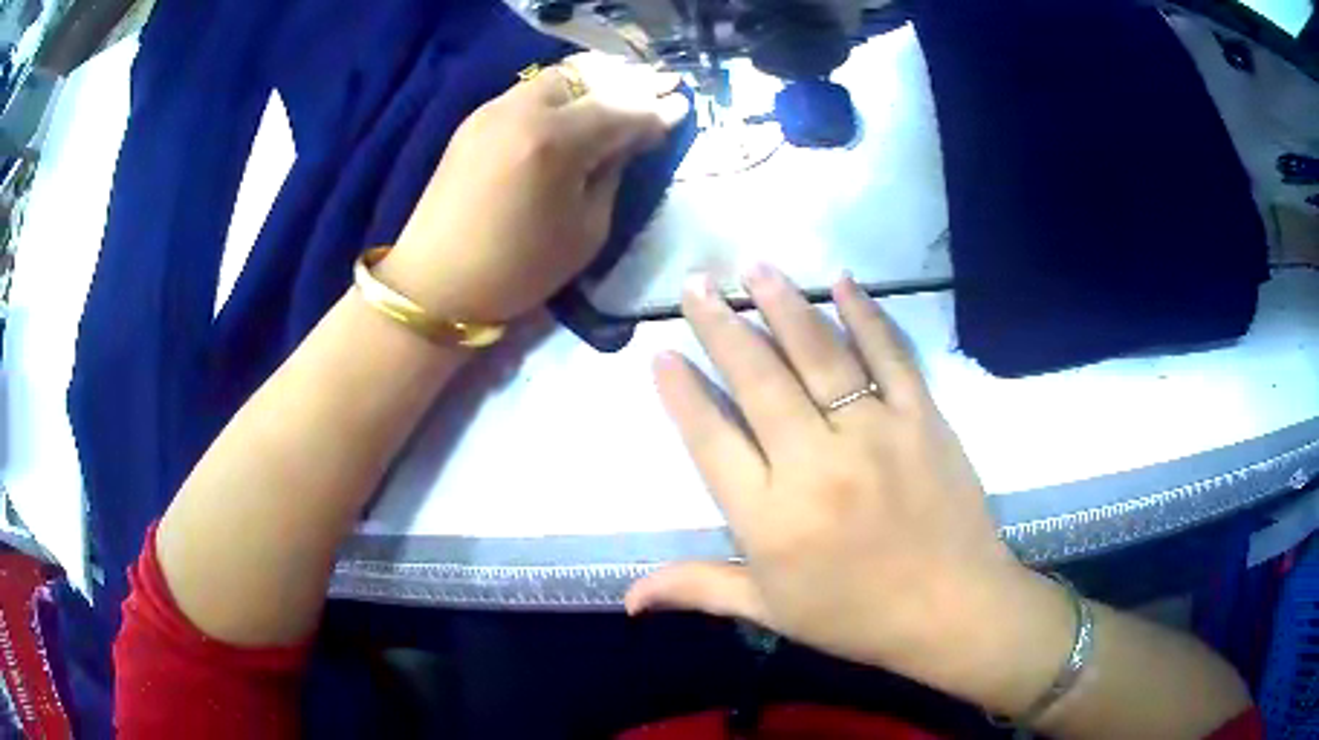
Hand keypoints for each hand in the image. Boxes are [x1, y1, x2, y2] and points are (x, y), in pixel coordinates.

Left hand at [380, 54, 689, 322]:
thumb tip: (636, 138)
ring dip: (594, 82)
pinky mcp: (475, 119)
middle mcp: (523, 110)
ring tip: (620, 95)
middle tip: (658, 90)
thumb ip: (613, 172)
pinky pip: (530, 91)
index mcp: (555, 141)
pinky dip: (562, 92)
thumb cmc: (518, 269)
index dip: (656, 110)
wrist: (436, 283)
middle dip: (628, 83)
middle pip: (589, 78)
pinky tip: (577, 106)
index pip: (621, 110)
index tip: (682, 108)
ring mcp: (494, 109)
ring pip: (557, 77)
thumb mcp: (586, 230)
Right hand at [627, 266, 1065, 705]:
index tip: (661, 352)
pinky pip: (890, 356)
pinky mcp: (922, 418)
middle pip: (759, 382)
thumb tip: (626, 599)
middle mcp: (815, 465)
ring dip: (784, 306)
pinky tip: (843, 281)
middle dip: (720, 327)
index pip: (711, 440)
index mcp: (770, 519)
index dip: (682, 394)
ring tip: (754, 267)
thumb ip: (697, 590)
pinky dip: (867, 314)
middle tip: (696, 284)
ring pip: (820, 356)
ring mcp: (874, 434)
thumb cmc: (856, 616)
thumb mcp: (770, 611)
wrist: (953, 609)